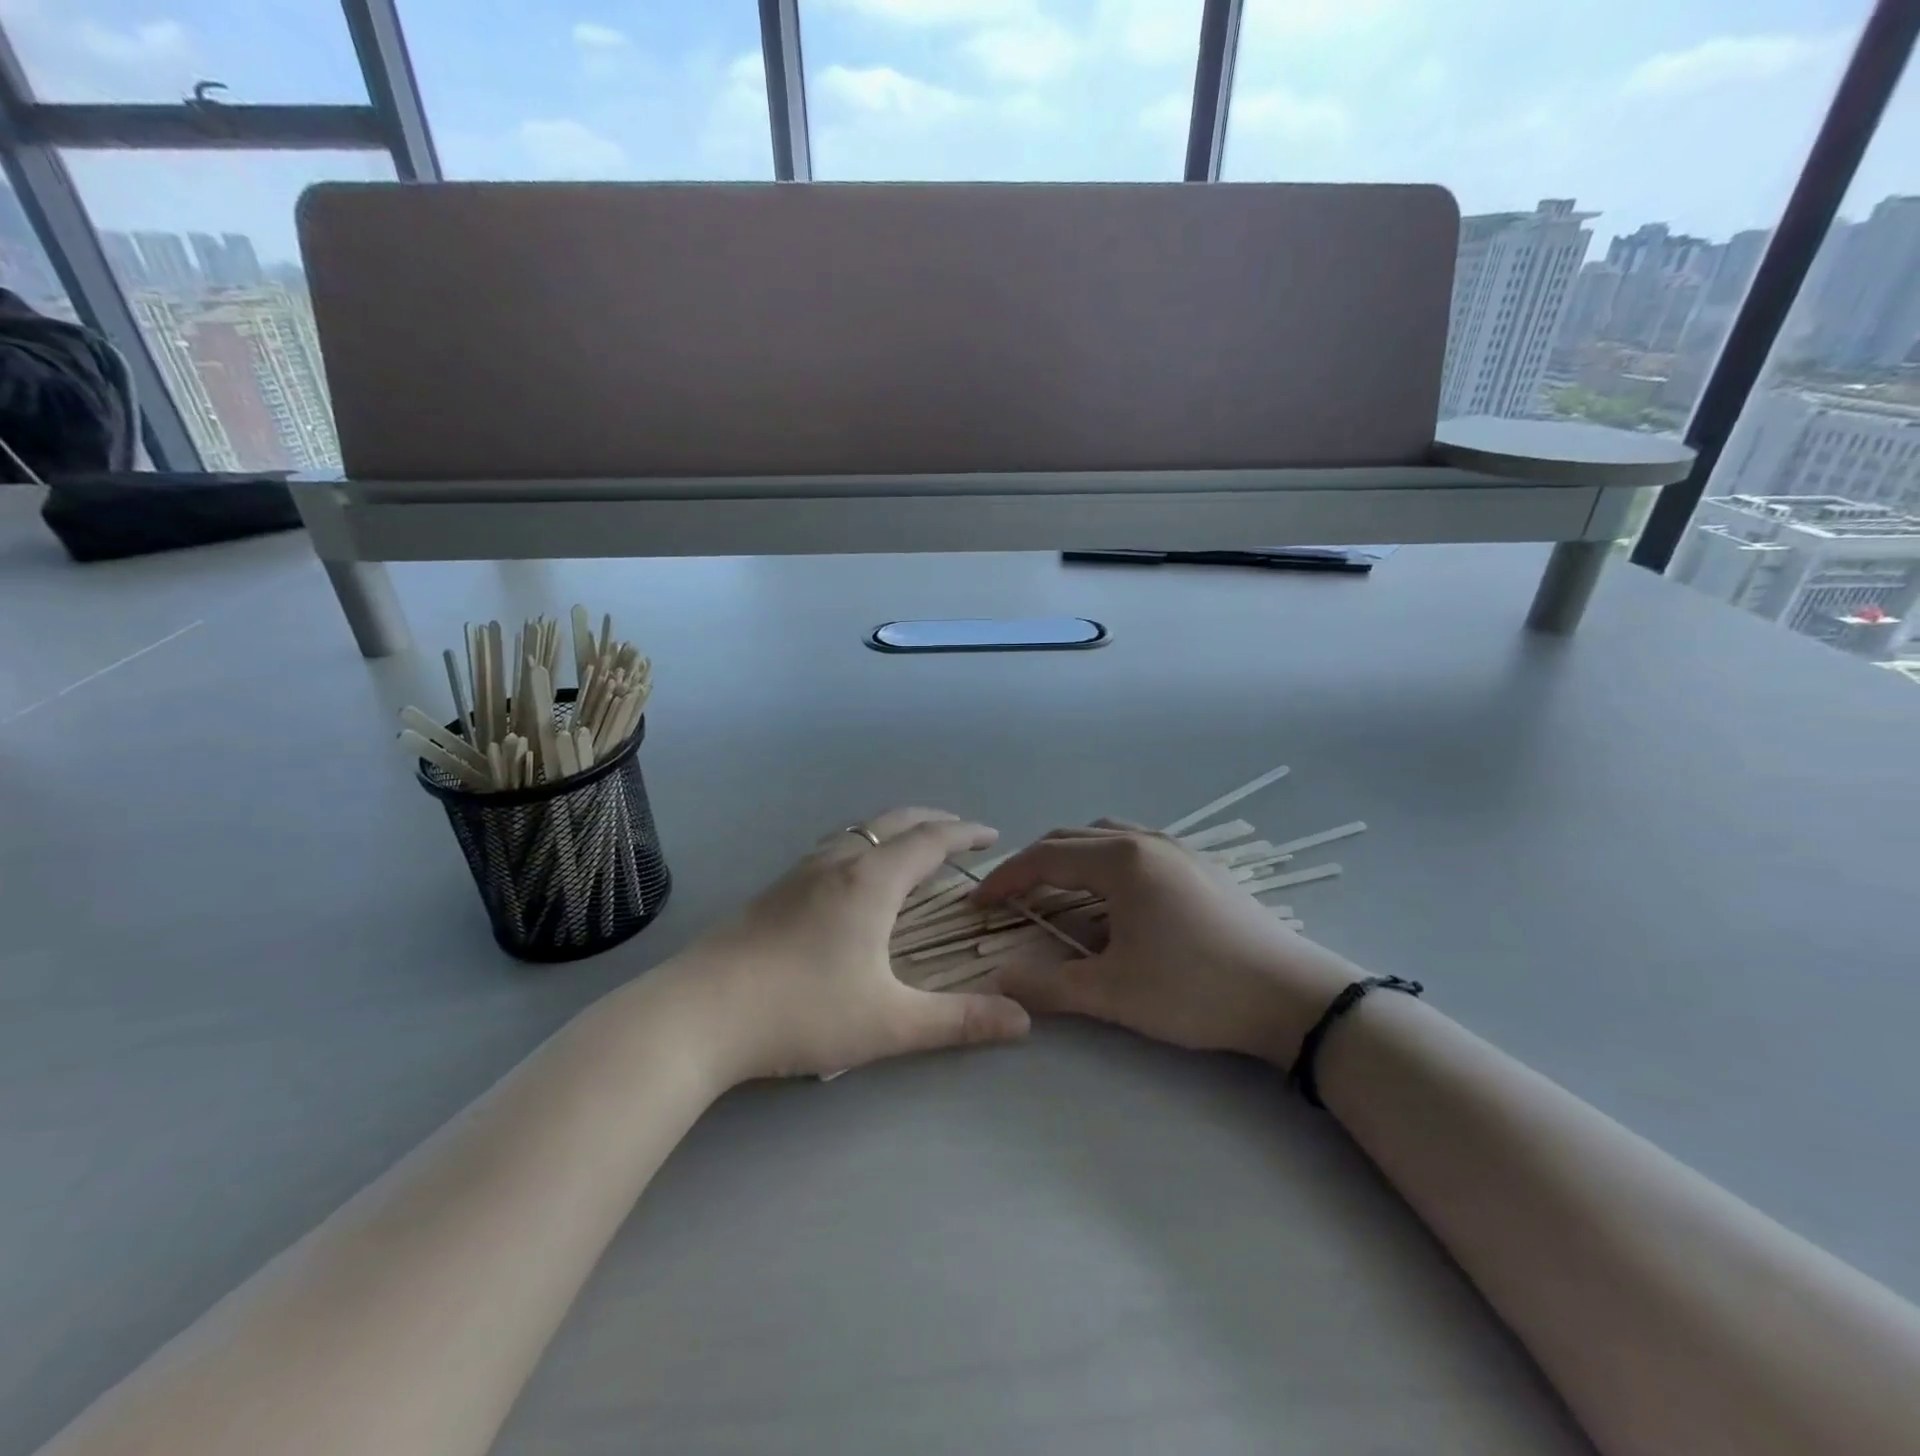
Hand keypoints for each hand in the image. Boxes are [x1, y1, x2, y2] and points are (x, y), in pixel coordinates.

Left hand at [667, 808, 1030, 1082]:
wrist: (698, 1014)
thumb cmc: (801, 1011)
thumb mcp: (889, 1023)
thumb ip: (958, 1021)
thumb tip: (1023, 1020)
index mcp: (871, 881)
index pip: (930, 840)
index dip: (965, 833)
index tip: (992, 835)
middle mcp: (838, 862)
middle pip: (894, 821)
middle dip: (933, 820)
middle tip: (959, 832)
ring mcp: (799, 872)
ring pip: (858, 830)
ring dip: (893, 829)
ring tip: (910, 848)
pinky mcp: (774, 890)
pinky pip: (833, 847)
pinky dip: (862, 844)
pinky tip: (851, 877)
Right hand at [975, 822, 1357, 1065]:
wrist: (1292, 997)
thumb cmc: (1195, 990)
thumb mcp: (1113, 994)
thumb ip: (1048, 986)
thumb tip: (997, 981)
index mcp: (1121, 860)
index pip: (1046, 857)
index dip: (1006, 879)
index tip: (979, 903)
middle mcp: (1146, 840)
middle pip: (1072, 838)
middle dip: (1034, 864)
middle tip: (1011, 898)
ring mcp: (1179, 848)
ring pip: (1107, 837)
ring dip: (1072, 858)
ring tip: (1057, 893)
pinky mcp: (1201, 866)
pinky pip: (1136, 847)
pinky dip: (1106, 862)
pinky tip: (1114, 899)